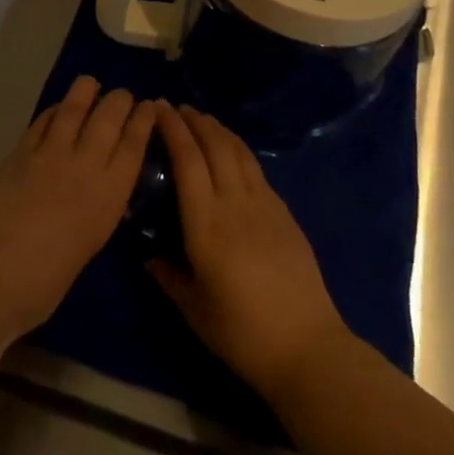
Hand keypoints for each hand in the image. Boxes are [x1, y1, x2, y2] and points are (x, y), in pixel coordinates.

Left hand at [0, 76, 154, 338]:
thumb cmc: (41, 285)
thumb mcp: (86, 248)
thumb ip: (95, 213)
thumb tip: (96, 196)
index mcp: (108, 198)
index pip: (133, 146)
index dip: (143, 121)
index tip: (149, 106)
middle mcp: (85, 167)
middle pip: (108, 118)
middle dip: (119, 100)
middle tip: (123, 95)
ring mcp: (49, 155)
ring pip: (74, 109)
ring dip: (86, 91)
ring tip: (91, 84)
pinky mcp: (19, 152)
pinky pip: (42, 121)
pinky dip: (54, 110)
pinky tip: (57, 108)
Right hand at [149, 104, 351, 401]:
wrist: (306, 346)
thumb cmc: (241, 332)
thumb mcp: (193, 307)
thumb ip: (167, 273)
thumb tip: (147, 252)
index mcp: (206, 224)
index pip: (187, 160)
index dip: (173, 129)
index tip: (158, 108)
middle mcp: (234, 203)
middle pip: (214, 146)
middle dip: (194, 121)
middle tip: (176, 108)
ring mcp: (264, 205)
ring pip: (238, 152)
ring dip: (218, 130)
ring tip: (202, 119)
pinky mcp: (284, 214)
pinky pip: (255, 170)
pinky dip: (238, 151)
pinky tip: (232, 153)